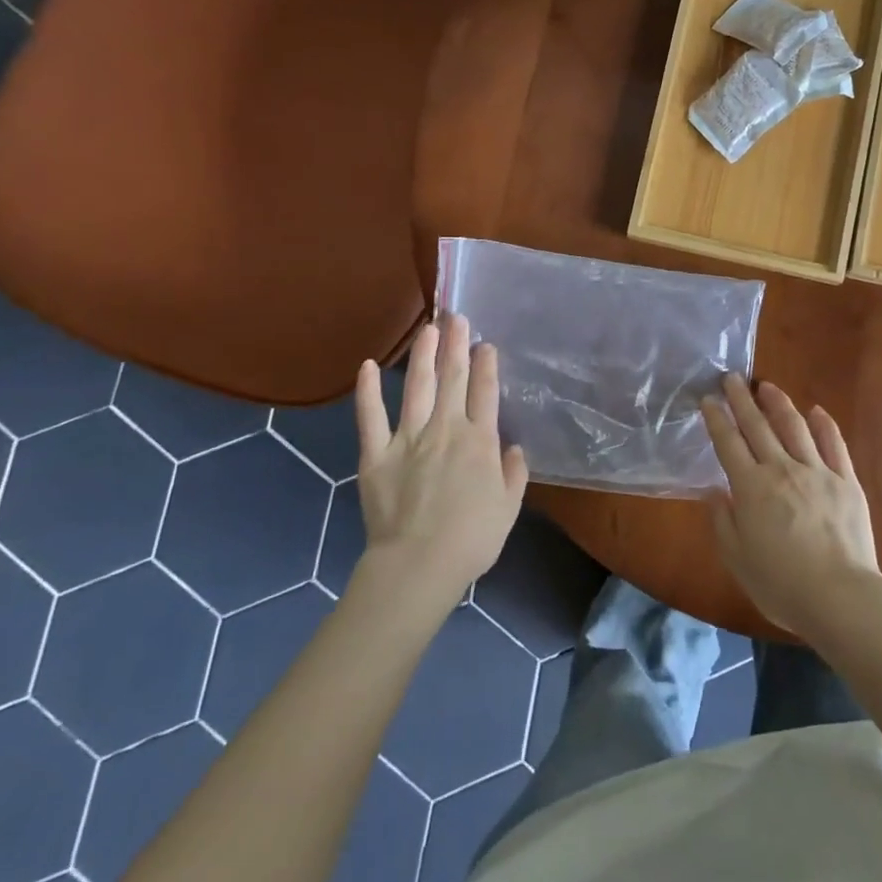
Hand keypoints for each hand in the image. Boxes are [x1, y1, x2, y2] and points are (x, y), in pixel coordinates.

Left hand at [354, 314, 526, 603]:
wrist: (419, 565)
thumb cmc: (472, 539)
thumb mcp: (509, 507)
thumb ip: (514, 473)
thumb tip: (514, 449)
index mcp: (480, 441)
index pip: (485, 392)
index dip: (486, 365)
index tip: (486, 344)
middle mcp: (445, 429)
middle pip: (453, 379)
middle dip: (456, 345)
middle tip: (457, 316)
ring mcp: (408, 439)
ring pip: (418, 388)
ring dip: (423, 355)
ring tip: (428, 328)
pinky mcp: (376, 455)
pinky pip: (370, 417)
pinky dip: (367, 391)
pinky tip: (367, 366)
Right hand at [701, 374, 881, 639]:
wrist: (840, 596)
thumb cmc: (781, 585)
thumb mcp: (737, 559)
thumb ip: (723, 522)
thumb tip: (714, 491)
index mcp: (751, 488)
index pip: (729, 443)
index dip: (717, 419)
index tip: (709, 399)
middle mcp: (782, 469)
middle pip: (758, 426)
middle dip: (742, 400)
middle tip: (732, 378)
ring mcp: (817, 472)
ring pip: (794, 427)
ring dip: (778, 403)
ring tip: (767, 386)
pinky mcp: (846, 480)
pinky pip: (833, 444)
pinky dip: (823, 424)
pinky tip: (816, 410)